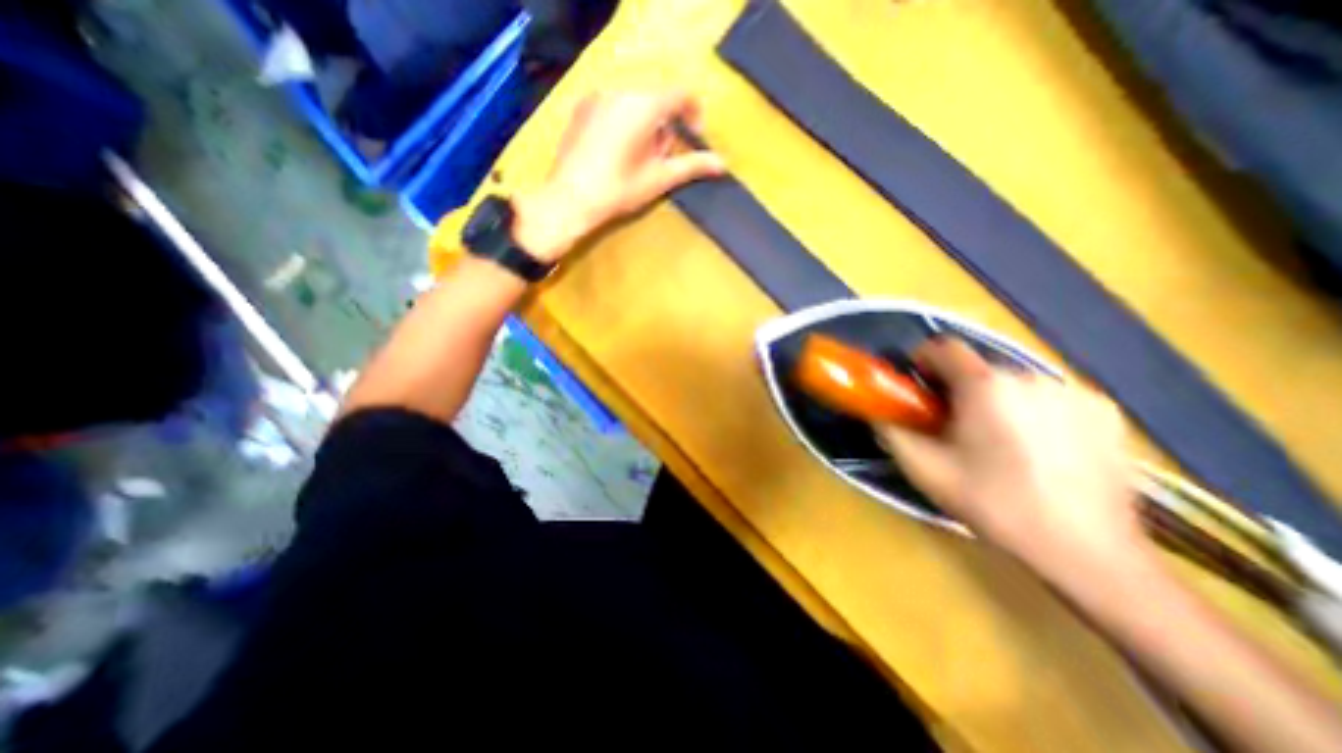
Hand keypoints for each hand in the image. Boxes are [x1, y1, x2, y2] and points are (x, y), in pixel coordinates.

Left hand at [512, 87, 723, 262]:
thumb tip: (721, 164)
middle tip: (660, 160)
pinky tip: (615, 153)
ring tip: (636, 160)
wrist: (570, 199)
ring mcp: (597, 97)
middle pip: (656, 100)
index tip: (694, 138)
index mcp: (644, 105)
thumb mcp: (659, 179)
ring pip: (634, 103)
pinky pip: (613, 107)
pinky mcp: (582, 108)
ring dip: (645, 126)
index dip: (694, 114)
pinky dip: (623, 123)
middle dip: (665, 127)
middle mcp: (621, 90)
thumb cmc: (620, 189)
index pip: (681, 94)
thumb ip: (691, 166)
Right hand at [883, 338, 1152, 584]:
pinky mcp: (1104, 411)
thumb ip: (891, 431)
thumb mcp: (924, 469)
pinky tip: (1039, 448)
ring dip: (996, 400)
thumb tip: (878, 412)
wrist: (1085, 551)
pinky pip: (1050, 396)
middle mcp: (1030, 376)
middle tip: (954, 425)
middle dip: (959, 389)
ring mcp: (1072, 392)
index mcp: (985, 386)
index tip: (919, 387)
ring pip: (1014, 382)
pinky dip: (1034, 410)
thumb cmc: (993, 504)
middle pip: (978, 367)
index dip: (923, 361)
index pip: (944, 347)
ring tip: (999, 441)